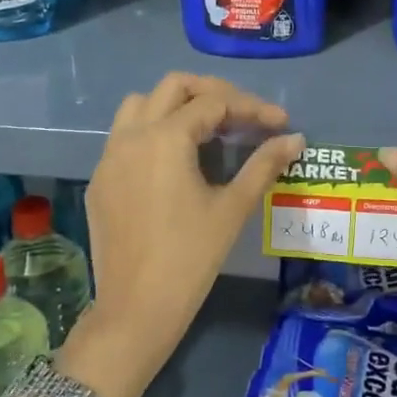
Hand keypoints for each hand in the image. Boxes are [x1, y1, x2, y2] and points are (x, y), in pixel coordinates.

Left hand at [61, 73, 303, 396]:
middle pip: (173, 87)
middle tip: (243, 115)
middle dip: (213, 93)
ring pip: (140, 105)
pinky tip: (175, 160)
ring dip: (175, 105)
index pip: (214, 103)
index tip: (280, 123)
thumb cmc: (191, 258)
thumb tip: (295, 139)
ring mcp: (109, 157)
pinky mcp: (100, 180)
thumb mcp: (233, 208)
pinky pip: (124, 136)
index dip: (252, 107)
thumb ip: (264, 165)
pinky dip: (152, 131)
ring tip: (207, 128)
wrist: (136, 309)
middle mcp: (131, 136)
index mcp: (165, 138)